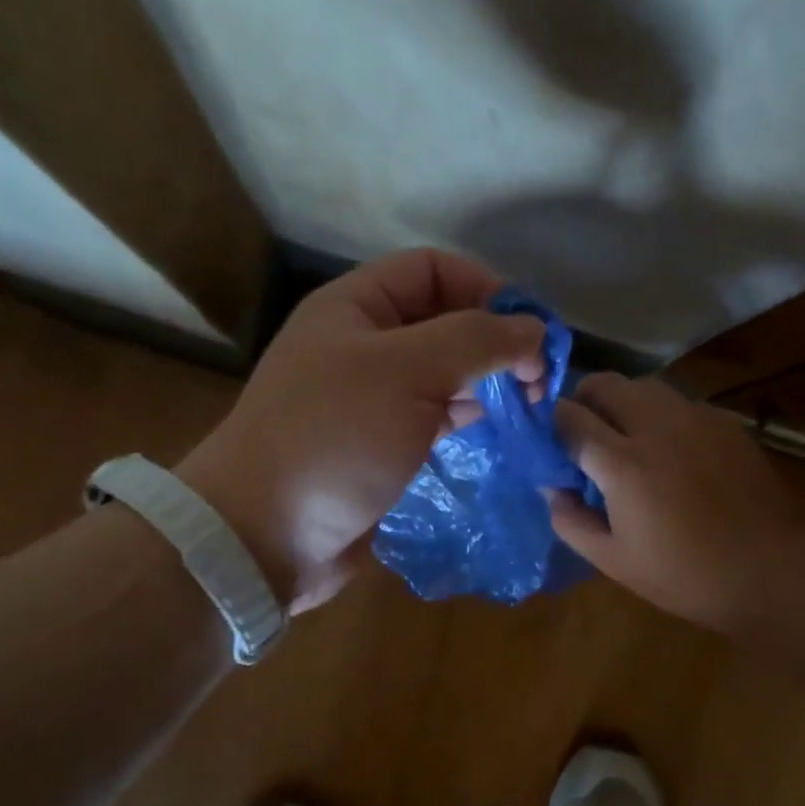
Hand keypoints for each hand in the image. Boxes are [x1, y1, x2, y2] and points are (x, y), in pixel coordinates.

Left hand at [178, 250, 545, 612]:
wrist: (266, 535)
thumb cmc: (333, 438)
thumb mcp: (405, 372)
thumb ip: (475, 342)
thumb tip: (535, 333)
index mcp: (355, 307)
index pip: (433, 270)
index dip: (486, 289)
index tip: (531, 333)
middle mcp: (362, 347)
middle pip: (442, 323)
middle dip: (493, 343)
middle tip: (538, 382)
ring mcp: (370, 401)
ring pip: (442, 375)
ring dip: (485, 385)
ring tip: (528, 409)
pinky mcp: (380, 449)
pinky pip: (433, 420)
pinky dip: (466, 422)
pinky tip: (496, 435)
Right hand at [548, 374, 799, 632]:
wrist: (769, 572)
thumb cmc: (683, 575)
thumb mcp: (612, 561)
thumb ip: (570, 521)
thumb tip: (553, 487)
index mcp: (622, 463)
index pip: (569, 418)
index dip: (551, 427)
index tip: (551, 445)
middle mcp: (657, 426)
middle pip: (604, 384)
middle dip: (584, 402)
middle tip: (585, 437)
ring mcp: (696, 419)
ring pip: (643, 385)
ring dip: (622, 403)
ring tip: (626, 439)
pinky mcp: (725, 423)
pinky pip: (679, 402)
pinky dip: (661, 416)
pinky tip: (671, 451)